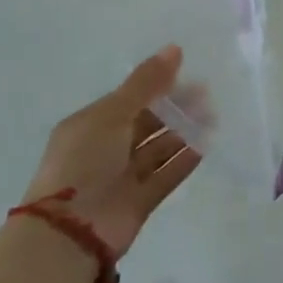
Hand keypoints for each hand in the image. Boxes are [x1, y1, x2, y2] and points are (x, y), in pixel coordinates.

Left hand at [22, 47, 201, 256]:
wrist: (70, 233)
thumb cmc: (84, 162)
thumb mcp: (112, 114)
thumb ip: (145, 83)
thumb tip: (174, 48)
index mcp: (92, 124)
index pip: (129, 99)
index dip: (157, 85)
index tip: (186, 72)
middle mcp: (107, 149)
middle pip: (147, 122)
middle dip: (174, 107)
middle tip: (206, 94)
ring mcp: (123, 177)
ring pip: (158, 148)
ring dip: (183, 131)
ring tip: (212, 115)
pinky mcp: (139, 202)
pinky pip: (166, 175)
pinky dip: (184, 160)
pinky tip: (206, 143)